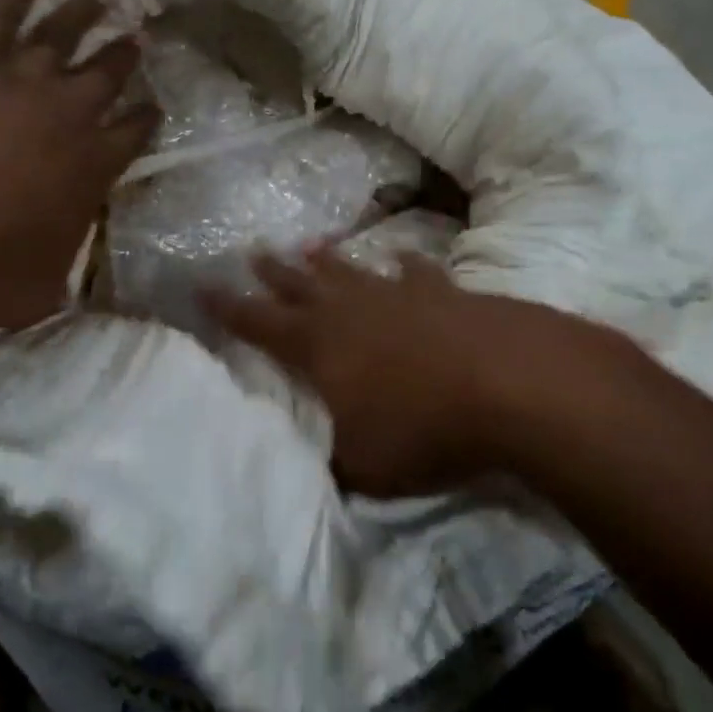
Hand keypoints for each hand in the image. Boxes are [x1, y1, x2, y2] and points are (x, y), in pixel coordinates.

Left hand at [0, 0, 157, 337]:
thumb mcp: (46, 287)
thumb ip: (68, 273)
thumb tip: (78, 289)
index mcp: (97, 164)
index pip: (137, 130)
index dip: (148, 117)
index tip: (152, 107)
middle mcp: (74, 112)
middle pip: (111, 72)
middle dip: (127, 55)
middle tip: (138, 37)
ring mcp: (27, 77)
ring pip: (68, 30)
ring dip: (91, 7)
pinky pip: (4, 3)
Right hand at [204, 247, 646, 496]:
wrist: (509, 385)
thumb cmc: (423, 430)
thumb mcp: (363, 467)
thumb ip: (330, 462)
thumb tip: (312, 464)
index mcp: (317, 347)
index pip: (257, 323)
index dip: (226, 308)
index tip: (203, 287)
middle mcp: (348, 310)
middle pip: (299, 284)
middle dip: (272, 272)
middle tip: (252, 252)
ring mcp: (396, 294)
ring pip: (349, 269)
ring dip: (327, 259)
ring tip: (308, 244)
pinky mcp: (441, 291)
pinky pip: (414, 271)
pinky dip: (403, 265)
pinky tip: (399, 258)